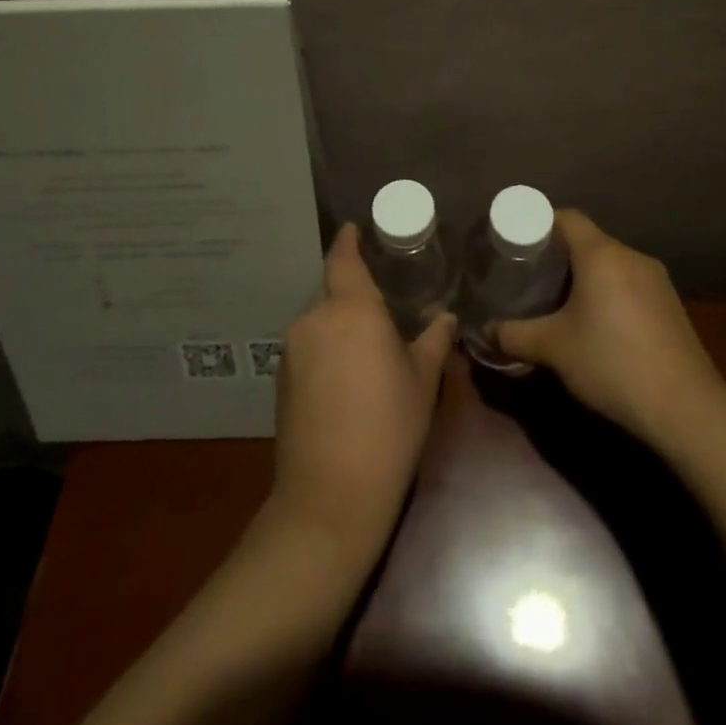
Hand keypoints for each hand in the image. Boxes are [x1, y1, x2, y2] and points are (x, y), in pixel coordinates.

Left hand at [267, 223, 455, 553]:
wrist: (330, 496)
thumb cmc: (388, 427)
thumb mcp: (422, 381)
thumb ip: (433, 340)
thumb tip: (445, 317)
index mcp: (351, 308)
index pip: (343, 258)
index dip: (348, 240)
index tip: (354, 228)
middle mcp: (315, 318)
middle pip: (333, 291)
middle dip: (353, 294)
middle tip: (383, 307)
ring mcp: (292, 349)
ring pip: (320, 321)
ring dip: (340, 326)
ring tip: (368, 348)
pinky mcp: (280, 379)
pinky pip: (308, 347)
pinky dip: (326, 349)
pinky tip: (346, 379)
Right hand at [494, 210, 725, 447]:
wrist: (686, 408)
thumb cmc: (612, 363)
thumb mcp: (553, 349)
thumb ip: (514, 335)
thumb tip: (486, 331)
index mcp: (602, 254)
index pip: (567, 217)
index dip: (539, 223)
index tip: (517, 242)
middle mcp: (631, 256)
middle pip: (589, 240)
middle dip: (559, 255)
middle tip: (531, 276)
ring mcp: (657, 281)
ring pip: (611, 264)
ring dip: (586, 276)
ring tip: (561, 302)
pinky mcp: (671, 306)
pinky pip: (630, 284)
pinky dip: (609, 293)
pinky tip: (599, 326)